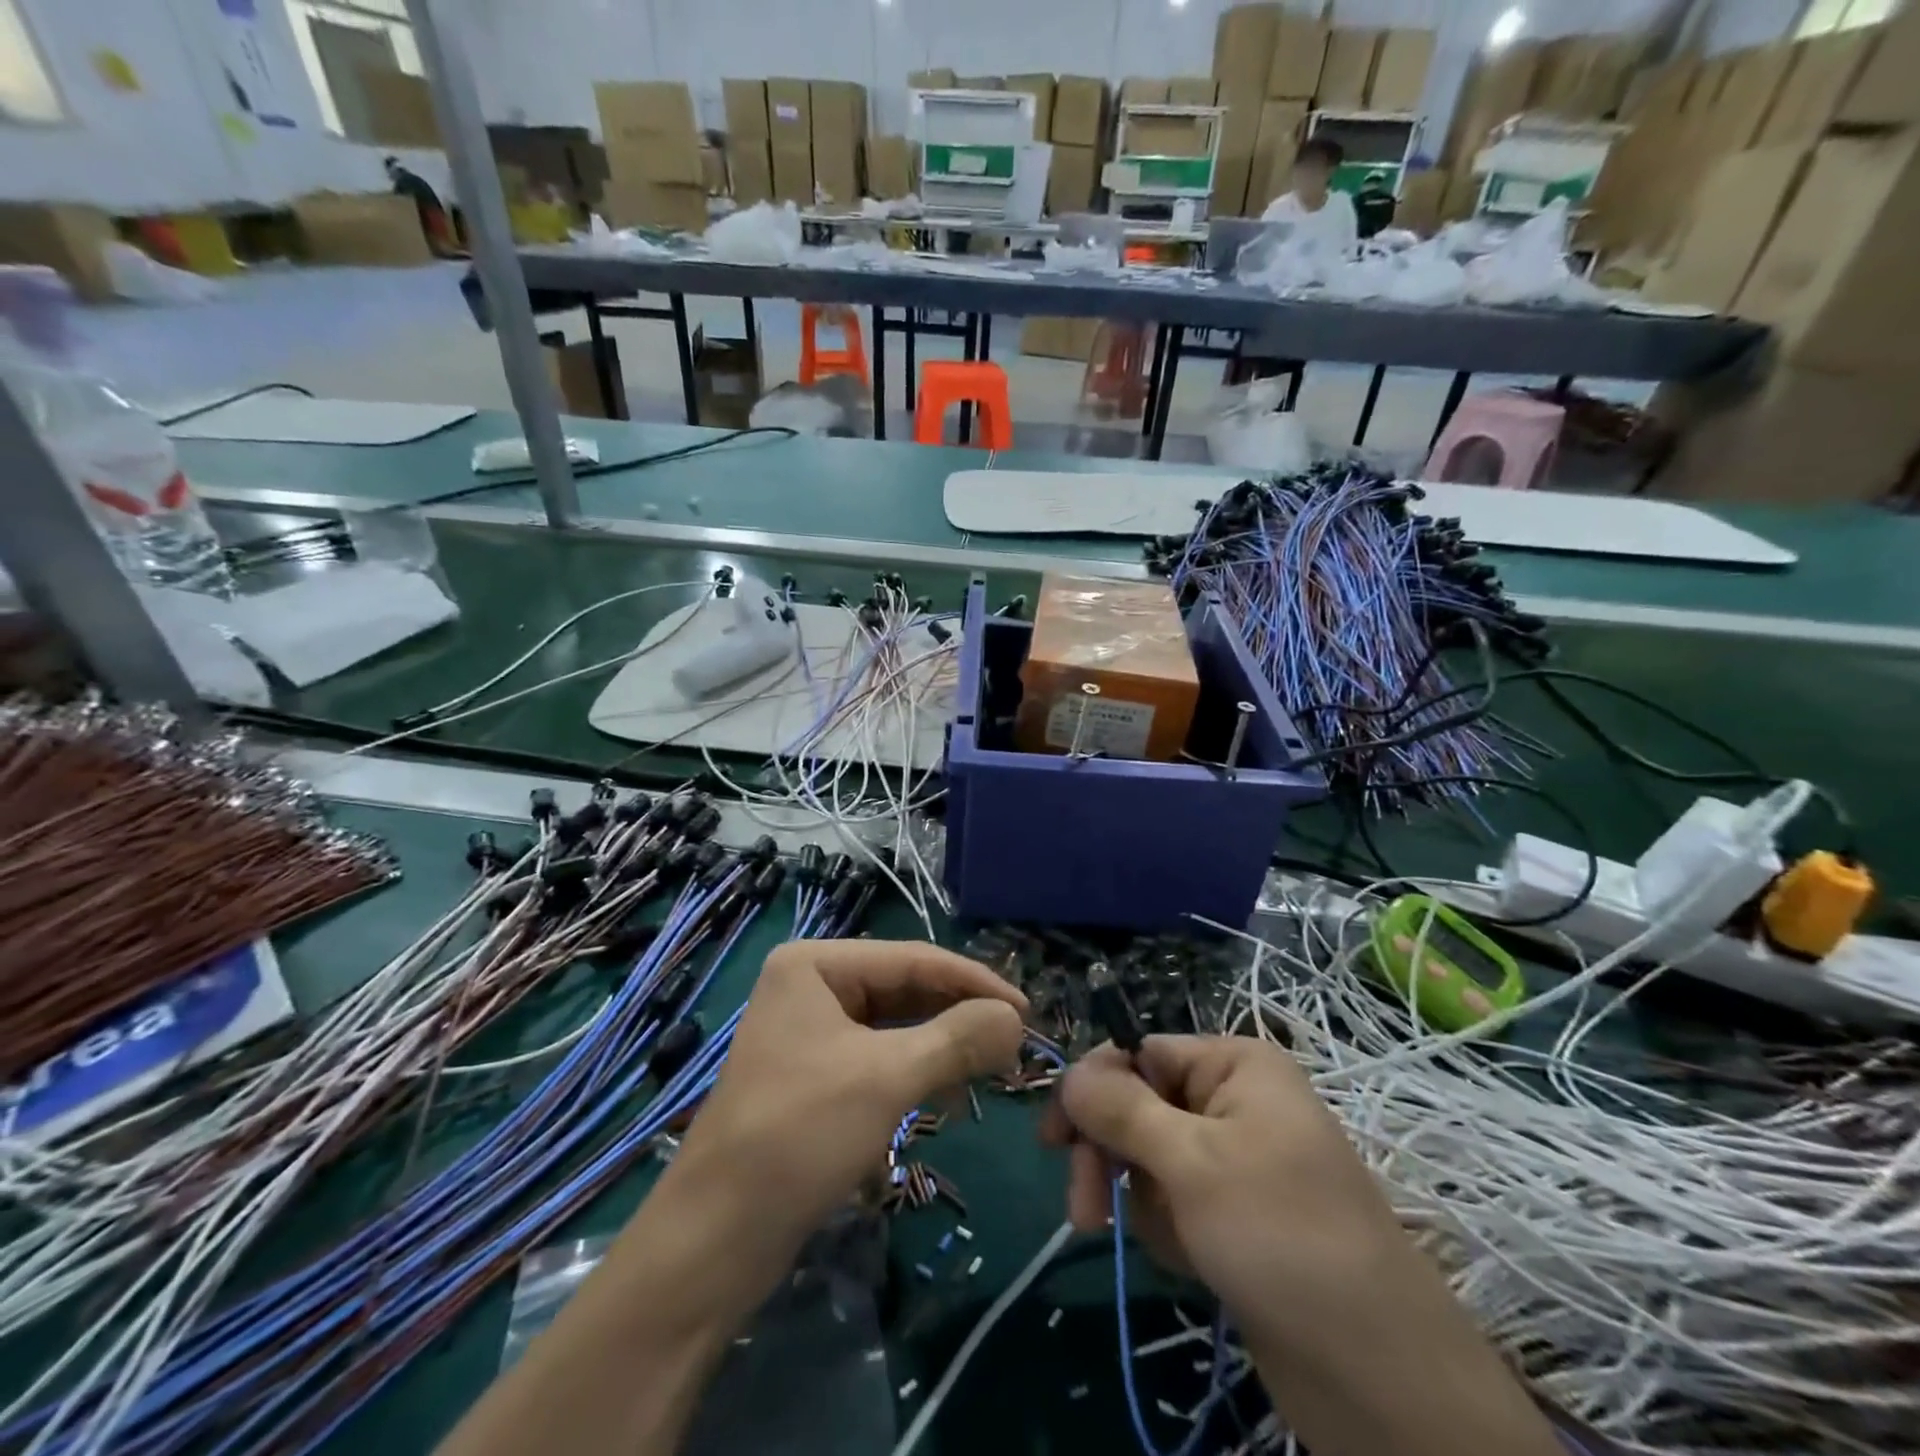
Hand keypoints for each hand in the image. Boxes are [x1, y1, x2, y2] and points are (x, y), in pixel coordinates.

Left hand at [674, 939, 1026, 1250]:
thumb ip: (958, 1039)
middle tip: (1014, 1042)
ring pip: (894, 1023)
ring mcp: (809, 1029)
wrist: (715, 1239)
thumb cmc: (799, 1135)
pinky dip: (915, 1069)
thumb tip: (1016, 1018)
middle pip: (904, 988)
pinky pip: (878, 1054)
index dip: (974, 982)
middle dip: (958, 1014)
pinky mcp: (814, 1072)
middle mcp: (810, 985)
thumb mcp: (888, 1078)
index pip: (913, 958)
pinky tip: (948, 1090)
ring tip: (991, 1065)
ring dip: (942, 1043)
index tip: (1027, 1011)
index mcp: (815, 964)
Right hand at [1041, 1035, 1408, 1350]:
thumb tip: (1069, 1072)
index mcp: (1233, 1065)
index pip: (1138, 1054)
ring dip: (1141, 1201)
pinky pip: (1173, 1202)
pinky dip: (1169, 1230)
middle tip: (1082, 1210)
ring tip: (1173, 1246)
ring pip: (1148, 1159)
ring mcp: (1234, 1161)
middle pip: (1137, 1107)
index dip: (1093, 1091)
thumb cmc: (1282, 1236)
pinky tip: (1195, 1263)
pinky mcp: (1234, 1216)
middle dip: (1109, 1155)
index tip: (1053, 1140)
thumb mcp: (1192, 1162)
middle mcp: (1233, 1102)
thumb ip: (1121, 1110)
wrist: (1380, 1377)